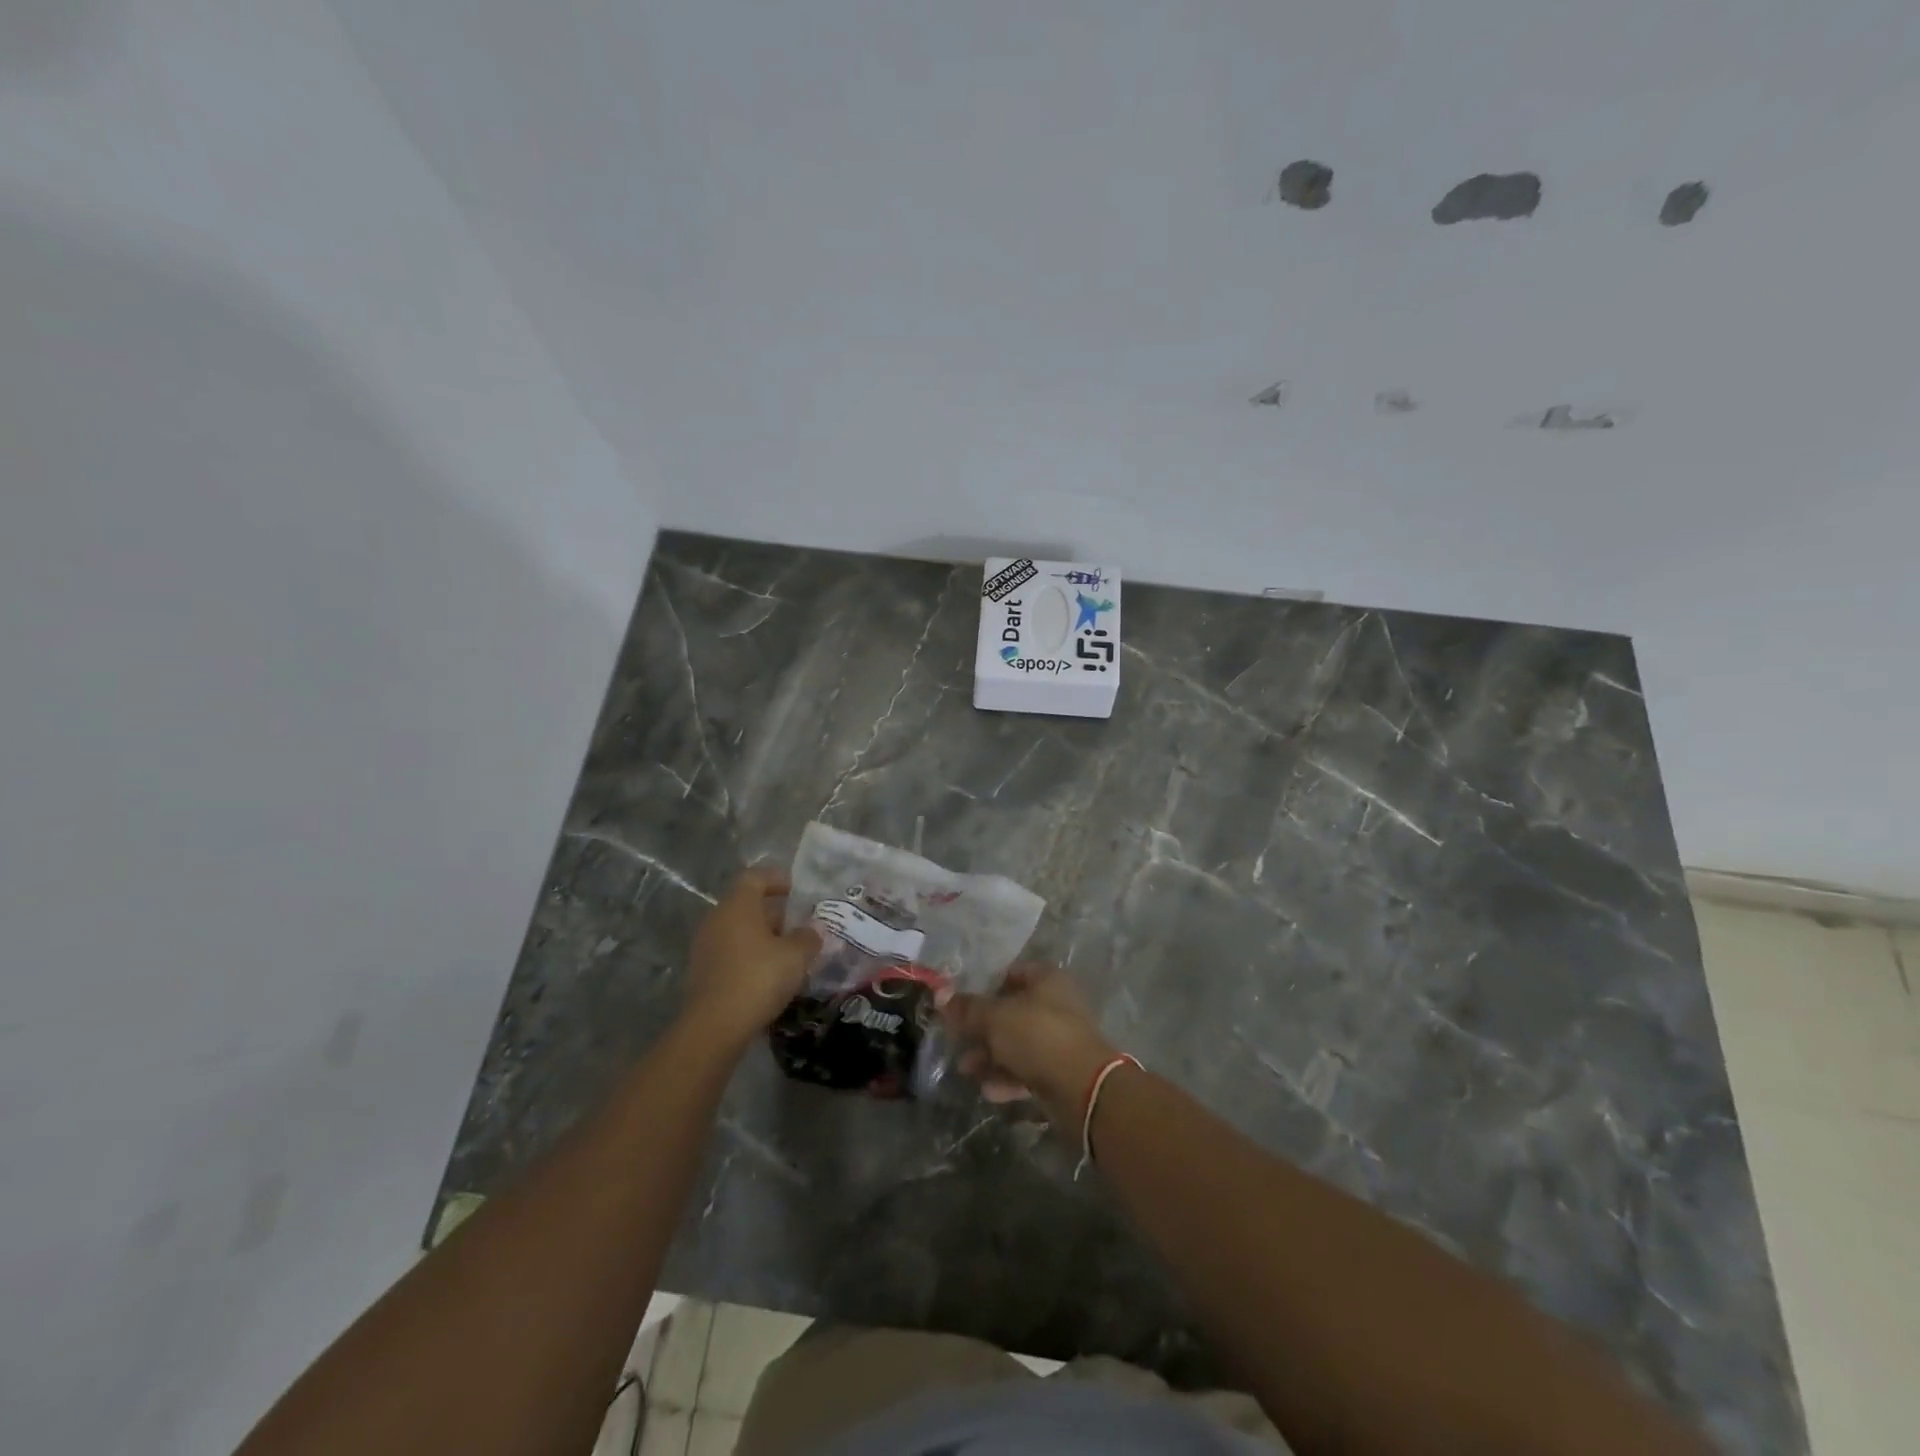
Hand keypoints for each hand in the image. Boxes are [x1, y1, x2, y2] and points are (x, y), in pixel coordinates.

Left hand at [682, 868, 821, 1050]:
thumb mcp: (796, 956)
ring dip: (765, 936)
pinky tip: (771, 974)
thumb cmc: (758, 978)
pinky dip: (751, 955)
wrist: (714, 1027)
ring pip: (740, 930)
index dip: (778, 879)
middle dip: (776, 912)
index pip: (756, 877)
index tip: (799, 891)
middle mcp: (717, 918)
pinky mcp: (703, 971)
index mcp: (738, 905)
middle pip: (748, 904)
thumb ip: (808, 937)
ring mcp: (706, 945)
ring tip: (791, 952)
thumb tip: (814, 929)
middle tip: (802, 925)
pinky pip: (732, 951)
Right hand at [940, 964, 1118, 1121]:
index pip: (1011, 973)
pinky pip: (1028, 1069)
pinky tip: (988, 1091)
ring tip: (966, 1070)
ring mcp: (1060, 1039)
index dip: (985, 985)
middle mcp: (1056, 1005)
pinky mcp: (1061, 1071)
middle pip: (1011, 1011)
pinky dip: (1007, 1078)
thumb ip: (967, 1008)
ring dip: (990, 1056)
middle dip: (982, 1028)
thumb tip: (940, 994)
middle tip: (957, 1040)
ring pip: (1017, 1043)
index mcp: (1046, 980)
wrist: (1083, 1088)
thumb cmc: (1038, 1036)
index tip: (961, 1002)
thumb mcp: (995, 1018)